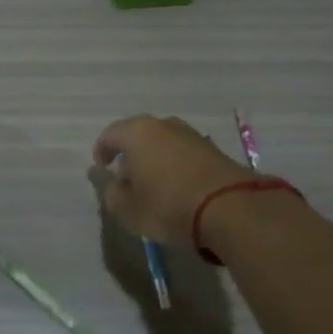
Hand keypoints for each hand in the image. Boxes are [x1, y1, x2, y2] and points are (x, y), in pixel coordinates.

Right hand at [93, 115, 260, 245]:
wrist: (230, 207)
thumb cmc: (168, 205)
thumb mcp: (128, 209)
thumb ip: (111, 193)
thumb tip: (108, 180)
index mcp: (136, 133)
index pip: (109, 136)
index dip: (102, 153)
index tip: (102, 170)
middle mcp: (162, 124)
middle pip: (136, 135)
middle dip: (128, 154)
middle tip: (126, 179)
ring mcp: (190, 133)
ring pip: (161, 142)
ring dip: (153, 158)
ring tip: (153, 184)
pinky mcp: (212, 147)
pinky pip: (182, 152)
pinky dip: (174, 164)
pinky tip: (177, 185)